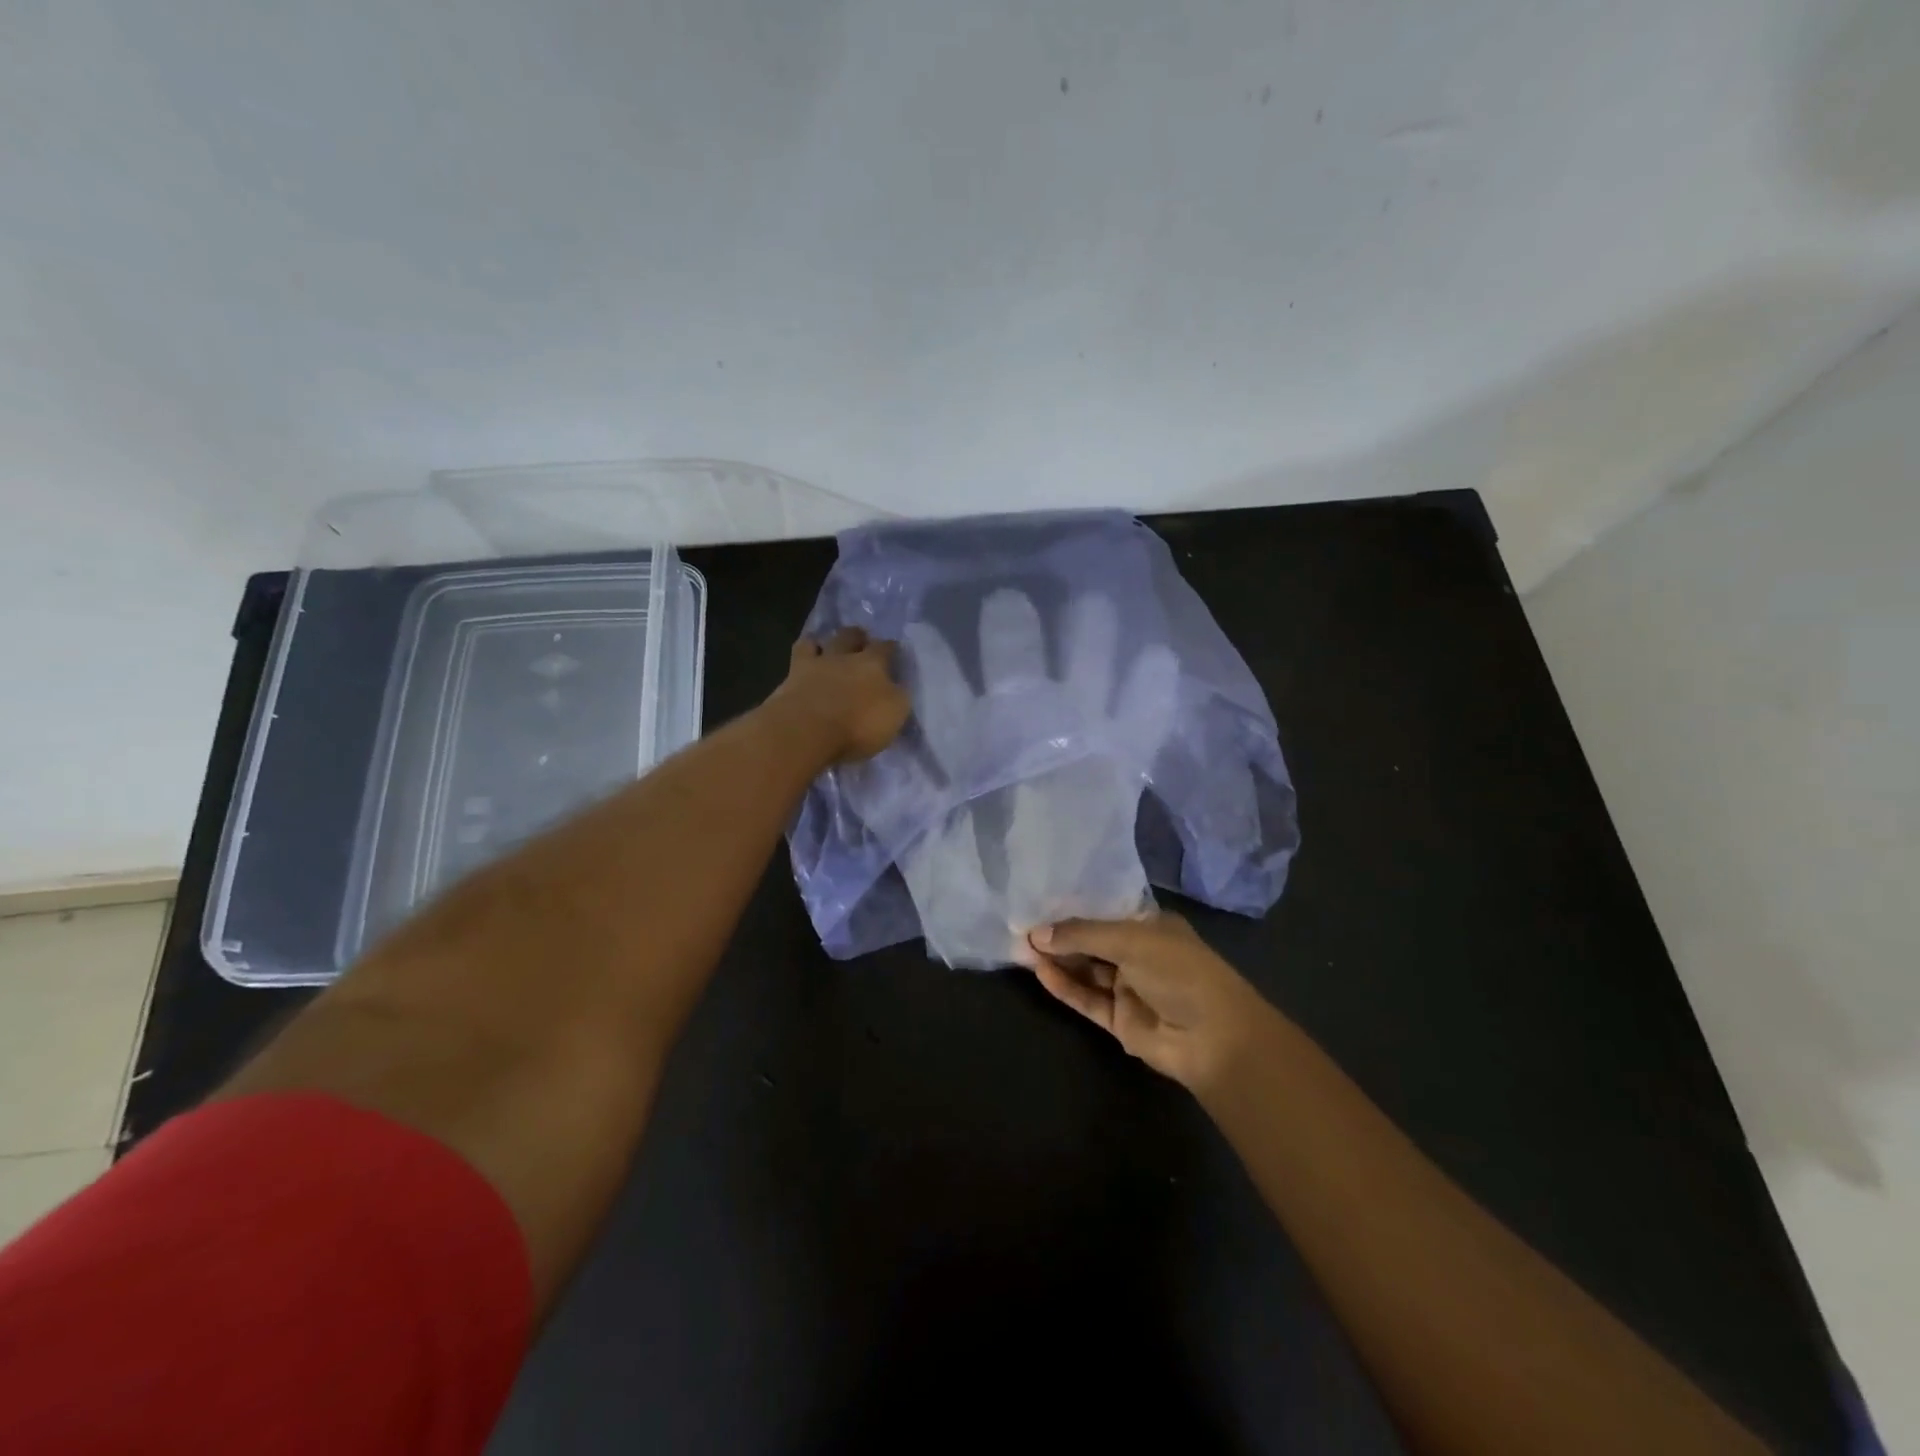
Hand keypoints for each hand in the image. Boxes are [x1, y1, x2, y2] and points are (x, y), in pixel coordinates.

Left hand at [770, 627, 910, 763]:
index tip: (893, 650)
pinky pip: (799, 653)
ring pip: (820, 641)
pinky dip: (804, 652)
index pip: (886, 648)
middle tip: (861, 641)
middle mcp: (844, 656)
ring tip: (827, 645)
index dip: (890, 648)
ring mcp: (815, 664)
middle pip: (851, 637)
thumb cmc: (858, 725)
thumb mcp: (894, 714)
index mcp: (873, 664)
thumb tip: (897, 687)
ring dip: (825, 641)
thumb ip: (897, 696)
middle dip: (857, 636)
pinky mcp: (791, 676)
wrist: (806, 730)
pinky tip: (804, 657)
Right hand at [1022, 912, 1274, 1094]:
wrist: (1214, 1038)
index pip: (1105, 911)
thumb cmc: (1179, 971)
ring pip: (1086, 971)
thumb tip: (1036, 934)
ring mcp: (1130, 988)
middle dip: (1060, 935)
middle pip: (1092, 941)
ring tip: (1021, 948)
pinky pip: (1087, 999)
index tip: (1039, 900)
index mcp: (1151, 926)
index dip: (1073, 906)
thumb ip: (1081, 935)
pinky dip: (1065, 987)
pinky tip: (1040, 973)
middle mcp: (1139, 953)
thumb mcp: (1130, 940)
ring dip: (1058, 960)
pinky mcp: (1120, 1020)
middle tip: (1020, 926)